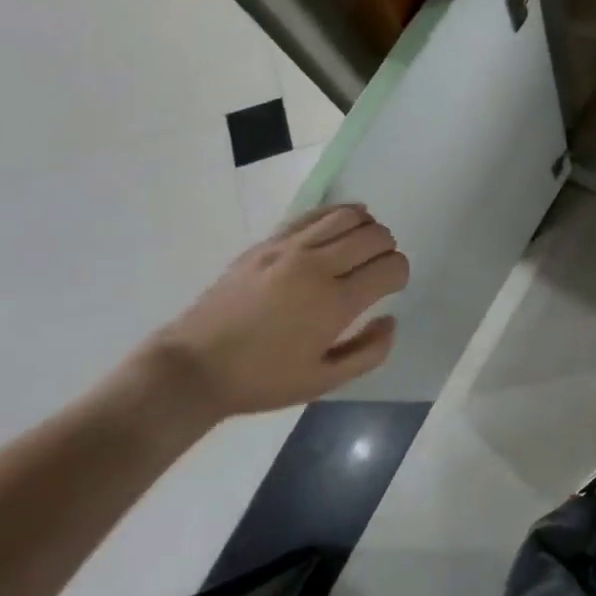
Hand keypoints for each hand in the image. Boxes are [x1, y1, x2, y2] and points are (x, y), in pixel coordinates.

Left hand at [141, 204, 408, 421]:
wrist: (195, 366)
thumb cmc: (263, 379)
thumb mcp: (324, 382)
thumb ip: (369, 352)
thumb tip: (391, 319)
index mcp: (335, 303)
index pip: (391, 267)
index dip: (400, 275)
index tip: (391, 288)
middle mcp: (318, 266)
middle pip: (375, 236)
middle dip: (388, 250)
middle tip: (378, 269)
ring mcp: (290, 248)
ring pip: (349, 216)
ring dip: (367, 228)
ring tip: (362, 246)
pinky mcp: (269, 241)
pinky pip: (316, 213)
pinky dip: (339, 214)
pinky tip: (342, 225)